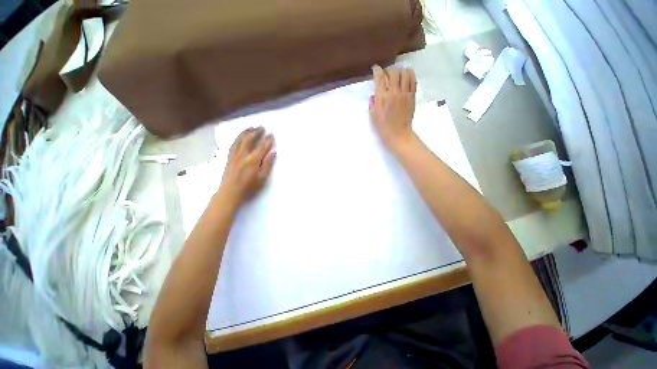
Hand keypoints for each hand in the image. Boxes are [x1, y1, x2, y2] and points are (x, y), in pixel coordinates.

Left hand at [218, 127, 275, 207]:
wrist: (230, 193)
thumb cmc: (249, 188)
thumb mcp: (262, 178)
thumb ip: (267, 164)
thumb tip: (273, 152)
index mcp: (253, 160)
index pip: (262, 147)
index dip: (267, 140)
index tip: (271, 134)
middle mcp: (243, 155)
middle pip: (250, 139)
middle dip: (256, 132)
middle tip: (262, 127)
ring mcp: (234, 155)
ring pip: (240, 140)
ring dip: (246, 132)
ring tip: (251, 127)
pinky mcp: (229, 157)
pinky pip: (233, 144)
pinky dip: (238, 138)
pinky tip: (240, 136)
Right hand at [369, 66, 416, 151]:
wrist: (398, 134)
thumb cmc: (383, 127)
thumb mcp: (372, 116)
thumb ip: (372, 103)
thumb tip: (374, 95)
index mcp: (382, 97)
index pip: (379, 77)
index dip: (377, 70)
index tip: (375, 69)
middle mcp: (394, 92)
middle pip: (393, 72)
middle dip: (388, 70)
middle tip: (386, 74)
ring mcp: (405, 93)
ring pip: (405, 73)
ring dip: (400, 70)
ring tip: (397, 74)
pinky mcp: (412, 96)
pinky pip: (413, 80)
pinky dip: (410, 75)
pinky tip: (407, 76)